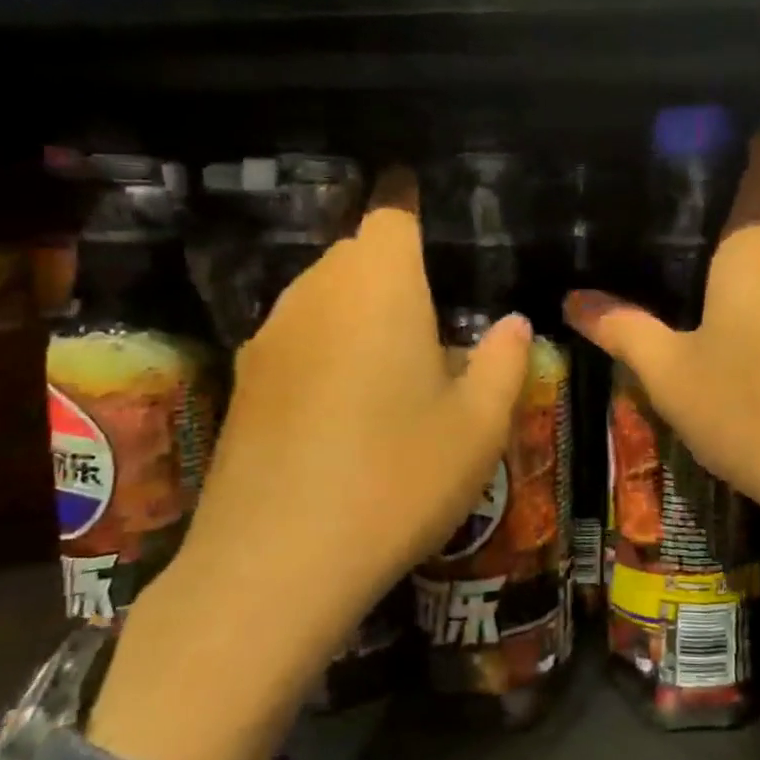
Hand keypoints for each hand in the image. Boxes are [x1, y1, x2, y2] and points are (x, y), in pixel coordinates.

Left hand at [91, 170, 531, 759]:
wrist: (276, 562)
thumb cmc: (398, 477)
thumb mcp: (477, 426)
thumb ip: (503, 362)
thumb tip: (515, 323)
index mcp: (380, 284)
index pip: (391, 211)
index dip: (407, 197)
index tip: (419, 197)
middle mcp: (317, 292)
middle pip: (355, 253)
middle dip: (391, 267)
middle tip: (431, 315)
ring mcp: (271, 336)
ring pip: (322, 296)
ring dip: (357, 310)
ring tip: (392, 364)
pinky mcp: (244, 382)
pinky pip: (296, 338)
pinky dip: (325, 347)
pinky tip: (344, 406)